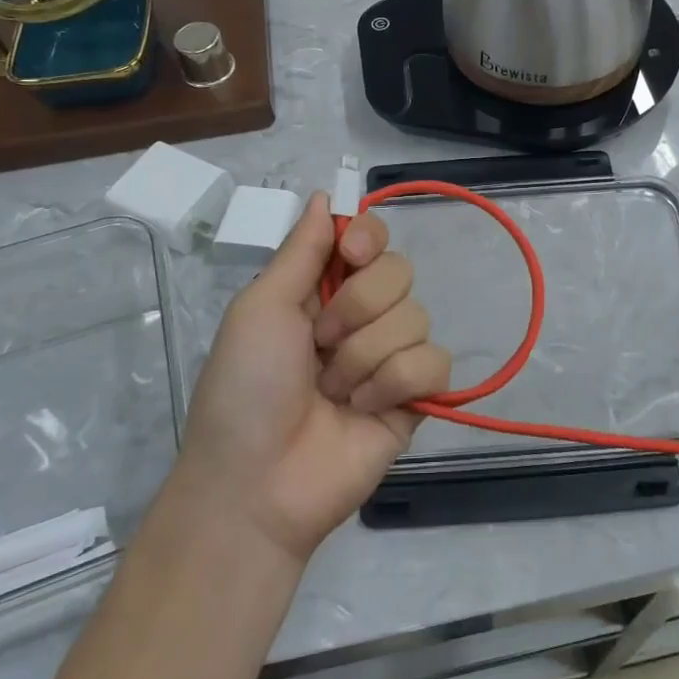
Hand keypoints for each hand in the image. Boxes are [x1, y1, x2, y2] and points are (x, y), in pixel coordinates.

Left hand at [179, 193, 451, 562]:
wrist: (256, 483)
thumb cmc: (245, 388)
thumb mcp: (260, 307)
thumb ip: (301, 249)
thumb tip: (324, 195)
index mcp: (322, 291)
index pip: (371, 238)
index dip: (369, 237)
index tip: (351, 254)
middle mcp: (362, 317)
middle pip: (399, 271)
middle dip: (358, 308)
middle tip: (320, 344)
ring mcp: (390, 358)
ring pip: (417, 316)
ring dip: (366, 355)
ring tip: (334, 391)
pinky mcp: (415, 398)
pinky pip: (434, 362)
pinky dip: (396, 383)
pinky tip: (365, 409)